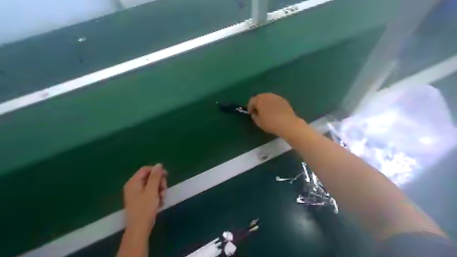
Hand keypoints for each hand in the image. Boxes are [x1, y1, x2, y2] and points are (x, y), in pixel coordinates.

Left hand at [124, 165, 166, 234]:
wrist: (139, 228)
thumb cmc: (145, 208)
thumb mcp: (152, 190)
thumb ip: (155, 176)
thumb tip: (159, 164)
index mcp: (133, 182)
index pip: (146, 169)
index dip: (157, 171)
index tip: (166, 176)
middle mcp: (134, 186)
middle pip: (150, 177)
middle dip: (159, 182)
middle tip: (164, 189)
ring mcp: (137, 194)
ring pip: (152, 185)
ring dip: (160, 190)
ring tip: (163, 198)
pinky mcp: (141, 200)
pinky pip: (151, 193)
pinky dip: (157, 196)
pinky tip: (160, 202)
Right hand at [249, 94, 303, 137]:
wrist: (287, 123)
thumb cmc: (270, 123)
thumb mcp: (259, 123)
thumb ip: (255, 117)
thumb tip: (255, 114)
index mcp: (259, 100)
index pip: (251, 101)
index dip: (250, 107)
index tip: (251, 113)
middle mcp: (267, 95)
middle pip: (260, 97)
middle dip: (258, 103)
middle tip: (258, 111)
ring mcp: (276, 97)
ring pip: (268, 98)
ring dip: (266, 103)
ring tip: (267, 111)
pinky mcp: (284, 100)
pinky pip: (275, 100)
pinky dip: (273, 104)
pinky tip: (275, 111)